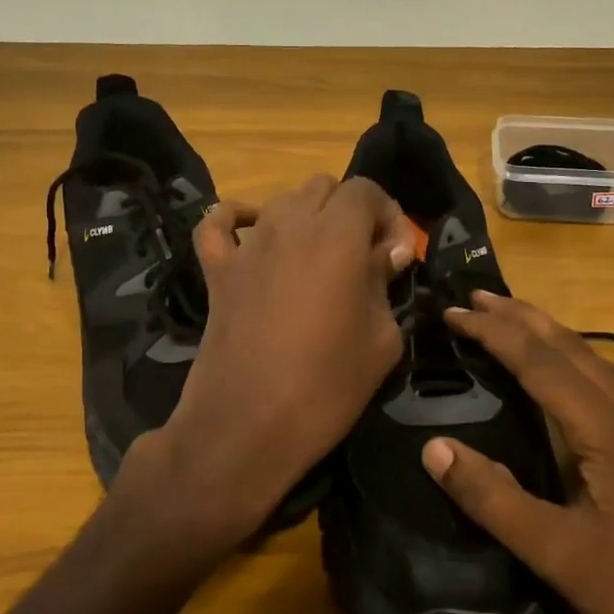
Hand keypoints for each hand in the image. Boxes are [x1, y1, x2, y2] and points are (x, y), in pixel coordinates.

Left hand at [114, 176, 414, 554]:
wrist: (248, 426)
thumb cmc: (327, 386)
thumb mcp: (382, 339)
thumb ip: (385, 283)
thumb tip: (387, 253)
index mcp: (338, 235)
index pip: (366, 190)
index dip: (387, 214)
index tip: (396, 254)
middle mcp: (290, 225)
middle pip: (324, 187)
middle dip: (350, 211)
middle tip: (364, 256)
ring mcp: (248, 245)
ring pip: (280, 199)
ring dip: (307, 216)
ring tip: (320, 255)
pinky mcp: (217, 270)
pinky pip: (218, 225)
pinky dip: (236, 219)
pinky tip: (252, 234)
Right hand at [421, 292, 613, 613]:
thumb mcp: (556, 554)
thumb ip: (494, 498)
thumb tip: (434, 447)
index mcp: (610, 430)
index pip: (541, 363)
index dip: (494, 333)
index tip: (453, 313)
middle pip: (573, 348)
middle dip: (522, 318)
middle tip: (476, 296)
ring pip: (597, 361)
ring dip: (551, 335)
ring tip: (512, 319)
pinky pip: (611, 383)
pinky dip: (574, 361)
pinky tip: (565, 376)